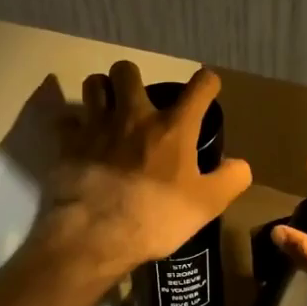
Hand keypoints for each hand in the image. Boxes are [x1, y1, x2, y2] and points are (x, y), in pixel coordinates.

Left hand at [26, 62, 252, 285]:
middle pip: (127, 70)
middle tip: (139, 100)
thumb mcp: (207, 206)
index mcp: (173, 128)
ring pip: (93, 85)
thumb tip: (240, 164)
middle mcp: (133, 116)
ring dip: (102, 91)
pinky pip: (66, 121)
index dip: (207, 83)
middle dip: (133, 78)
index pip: (199, 87)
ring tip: (108, 109)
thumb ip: (230, 180)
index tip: (207, 89)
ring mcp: (96, 127)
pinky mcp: (67, 145)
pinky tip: (79, 139)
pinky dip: (73, 126)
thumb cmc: (156, 218)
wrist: (96, 236)